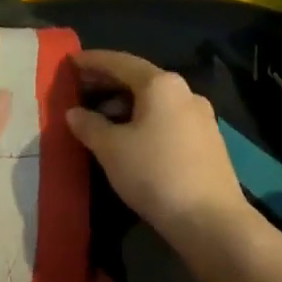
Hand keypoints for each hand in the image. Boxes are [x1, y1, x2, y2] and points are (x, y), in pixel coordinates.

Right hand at [65, 49, 248, 257]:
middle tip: (80, 87)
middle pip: (139, 79)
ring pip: (155, 101)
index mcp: (161, 84)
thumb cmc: (155, 173)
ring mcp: (200, 116)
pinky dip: (144, 119)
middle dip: (108, 82)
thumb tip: (74, 113)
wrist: (211, 220)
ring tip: (100, 117)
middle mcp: (184, 92)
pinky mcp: (208, 141)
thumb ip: (89, 125)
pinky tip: (130, 138)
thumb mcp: (111, 149)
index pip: (120, 62)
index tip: (71, 62)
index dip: (93, 61)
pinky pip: (167, 118)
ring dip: (125, 104)